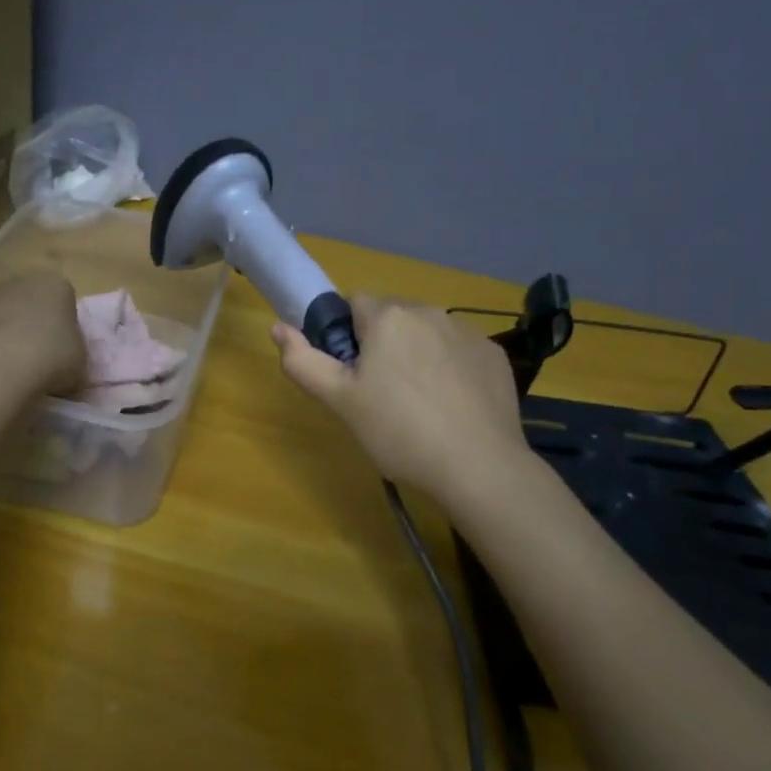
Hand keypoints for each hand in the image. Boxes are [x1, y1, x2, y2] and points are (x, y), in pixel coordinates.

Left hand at [0, 272, 85, 396]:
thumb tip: (66, 366)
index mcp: (56, 286)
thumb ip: (73, 356)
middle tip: (35, 360)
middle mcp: (20, 281)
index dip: (63, 327)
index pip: (63, 301)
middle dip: (30, 325)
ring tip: (6, 369)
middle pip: (28, 302)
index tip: (62, 351)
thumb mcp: (81, 363)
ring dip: (1, 334)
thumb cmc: (52, 359)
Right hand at [272, 295, 530, 503]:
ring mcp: (467, 332)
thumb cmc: (398, 431)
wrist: (478, 466)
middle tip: (380, 394)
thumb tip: (277, 327)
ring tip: (419, 404)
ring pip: (427, 333)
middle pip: (392, 317)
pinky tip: (452, 407)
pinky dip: (450, 369)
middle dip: (383, 344)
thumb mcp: (339, 401)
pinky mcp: (493, 355)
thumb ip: (303, 361)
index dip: (348, 337)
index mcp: (388, 317)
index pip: (355, 304)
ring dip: (417, 353)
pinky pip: (458, 351)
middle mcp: (429, 312)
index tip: (353, 374)